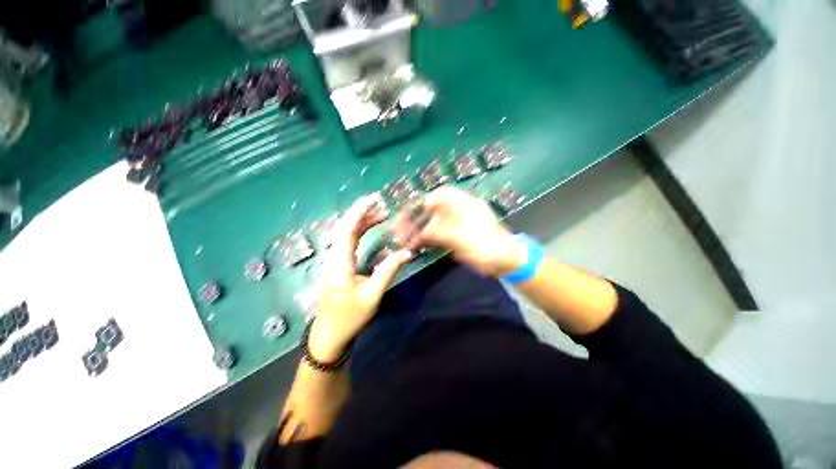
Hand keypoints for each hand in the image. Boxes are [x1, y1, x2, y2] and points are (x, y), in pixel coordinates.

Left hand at [309, 194, 412, 361]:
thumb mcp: (372, 295)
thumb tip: (407, 253)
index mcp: (339, 264)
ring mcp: (333, 260)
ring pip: (345, 234)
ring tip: (381, 215)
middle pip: (344, 228)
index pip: (347, 231)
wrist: (329, 335)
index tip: (373, 199)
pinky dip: (359, 232)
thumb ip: (388, 271)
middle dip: (361, 213)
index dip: (358, 213)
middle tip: (381, 204)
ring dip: (362, 222)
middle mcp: (333, 258)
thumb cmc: (350, 317)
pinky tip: (370, 230)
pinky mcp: (337, 264)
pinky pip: (347, 242)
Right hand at [404, 187, 525, 277]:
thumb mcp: (459, 237)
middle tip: (399, 232)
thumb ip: (436, 232)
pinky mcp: (455, 234)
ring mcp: (456, 222)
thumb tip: (416, 233)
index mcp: (460, 203)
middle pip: (429, 210)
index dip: (415, 207)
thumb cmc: (485, 245)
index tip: (402, 217)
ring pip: (431, 222)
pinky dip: (426, 238)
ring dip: (418, 230)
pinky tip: (416, 245)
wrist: (505, 260)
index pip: (432, 198)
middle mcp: (456, 209)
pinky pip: (437, 233)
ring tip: (404, 240)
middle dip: (413, 220)